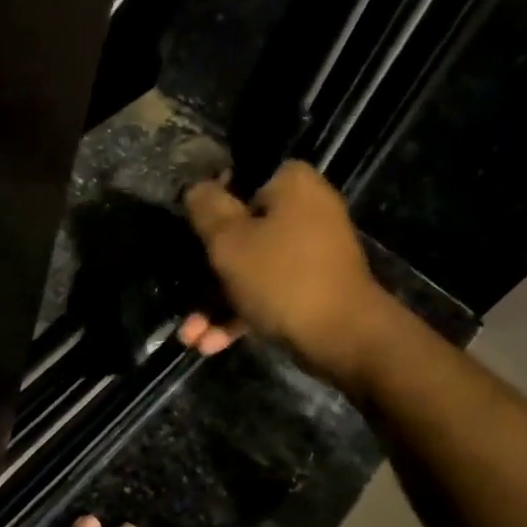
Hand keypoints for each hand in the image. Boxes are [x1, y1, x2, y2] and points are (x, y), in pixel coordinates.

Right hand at [179, 161, 386, 383]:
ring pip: (250, 271)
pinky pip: (267, 294)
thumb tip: (196, 188)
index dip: (208, 208)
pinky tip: (210, 344)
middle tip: (182, 298)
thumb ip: (207, 209)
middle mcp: (306, 211)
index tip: (188, 234)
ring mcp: (311, 253)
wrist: (343, 338)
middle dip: (206, 275)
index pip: (240, 182)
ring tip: (190, 337)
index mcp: (292, 185)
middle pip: (241, 233)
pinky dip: (240, 317)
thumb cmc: (281, 278)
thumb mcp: (229, 241)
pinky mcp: (311, 289)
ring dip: (216, 305)